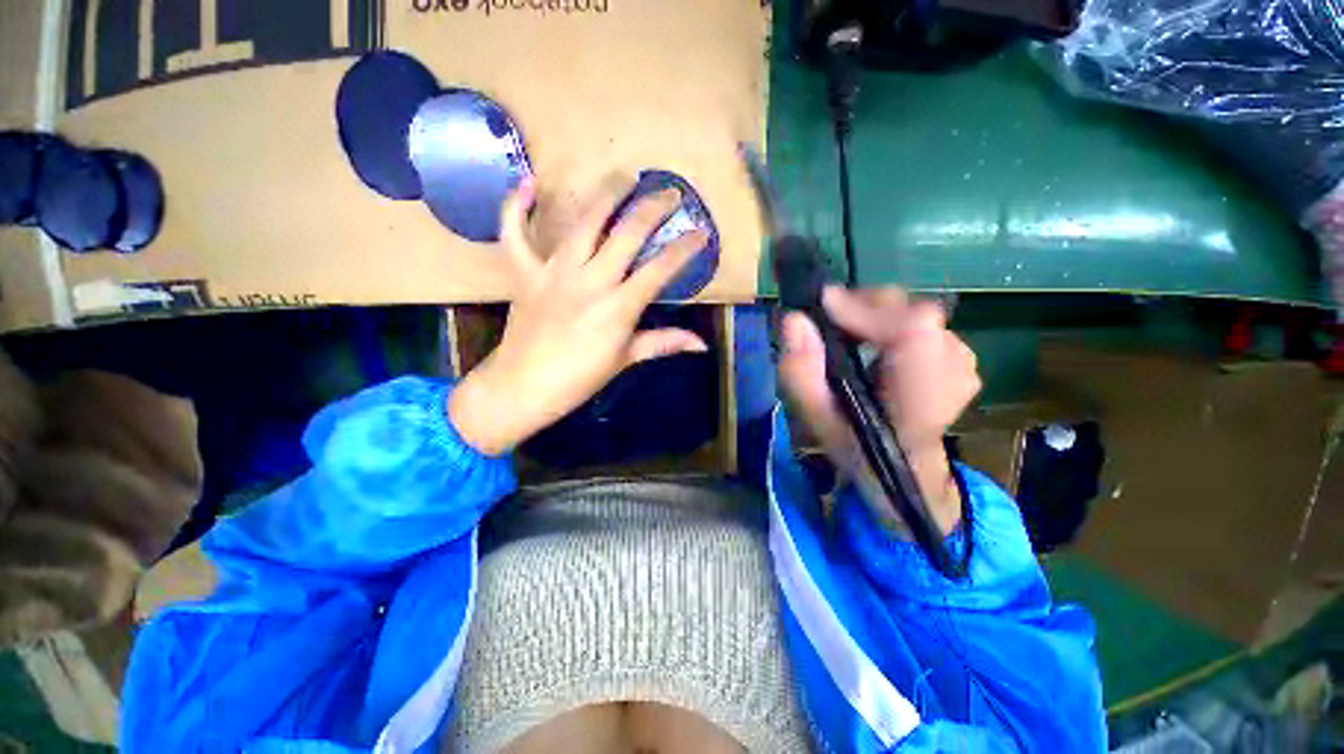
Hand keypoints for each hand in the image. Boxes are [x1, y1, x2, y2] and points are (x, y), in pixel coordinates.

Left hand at [449, 177, 709, 455]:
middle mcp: (590, 281)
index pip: (660, 269)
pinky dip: (517, 207)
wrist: (523, 387)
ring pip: (584, 222)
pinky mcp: (524, 272)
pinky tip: (529, 183)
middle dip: (654, 208)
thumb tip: (702, 344)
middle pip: (628, 233)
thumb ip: (664, 343)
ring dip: (607, 194)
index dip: (685, 248)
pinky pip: (515, 233)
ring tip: (625, 176)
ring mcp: (554, 272)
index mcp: (619, 307)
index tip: (701, 233)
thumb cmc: (580, 378)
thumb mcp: (626, 360)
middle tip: (671, 193)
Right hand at [778, 287, 980, 532]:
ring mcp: (963, 363)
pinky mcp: (962, 357)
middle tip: (829, 320)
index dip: (866, 309)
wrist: (906, 469)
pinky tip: (875, 345)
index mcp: (918, 399)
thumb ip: (801, 373)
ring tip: (849, 335)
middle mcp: (953, 373)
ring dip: (876, 315)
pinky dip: (891, 323)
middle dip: (864, 307)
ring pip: (915, 312)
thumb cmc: (857, 447)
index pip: (912, 329)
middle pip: (911, 311)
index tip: (824, 304)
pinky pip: (922, 322)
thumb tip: (793, 320)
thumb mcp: (816, 418)